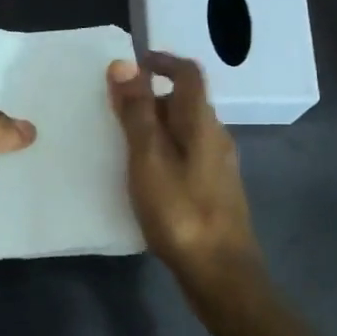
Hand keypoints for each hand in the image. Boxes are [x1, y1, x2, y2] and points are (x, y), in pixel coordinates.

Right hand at [107, 52, 266, 315]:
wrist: (221, 274)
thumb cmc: (180, 212)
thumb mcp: (148, 159)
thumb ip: (137, 112)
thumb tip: (124, 64)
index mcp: (202, 123)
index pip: (189, 74)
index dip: (163, 61)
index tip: (133, 64)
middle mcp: (216, 137)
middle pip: (186, 102)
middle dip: (152, 97)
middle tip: (115, 111)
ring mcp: (219, 165)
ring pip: (185, 130)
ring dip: (156, 126)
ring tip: (123, 144)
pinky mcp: (215, 190)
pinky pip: (187, 154)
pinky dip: (164, 151)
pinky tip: (145, 176)